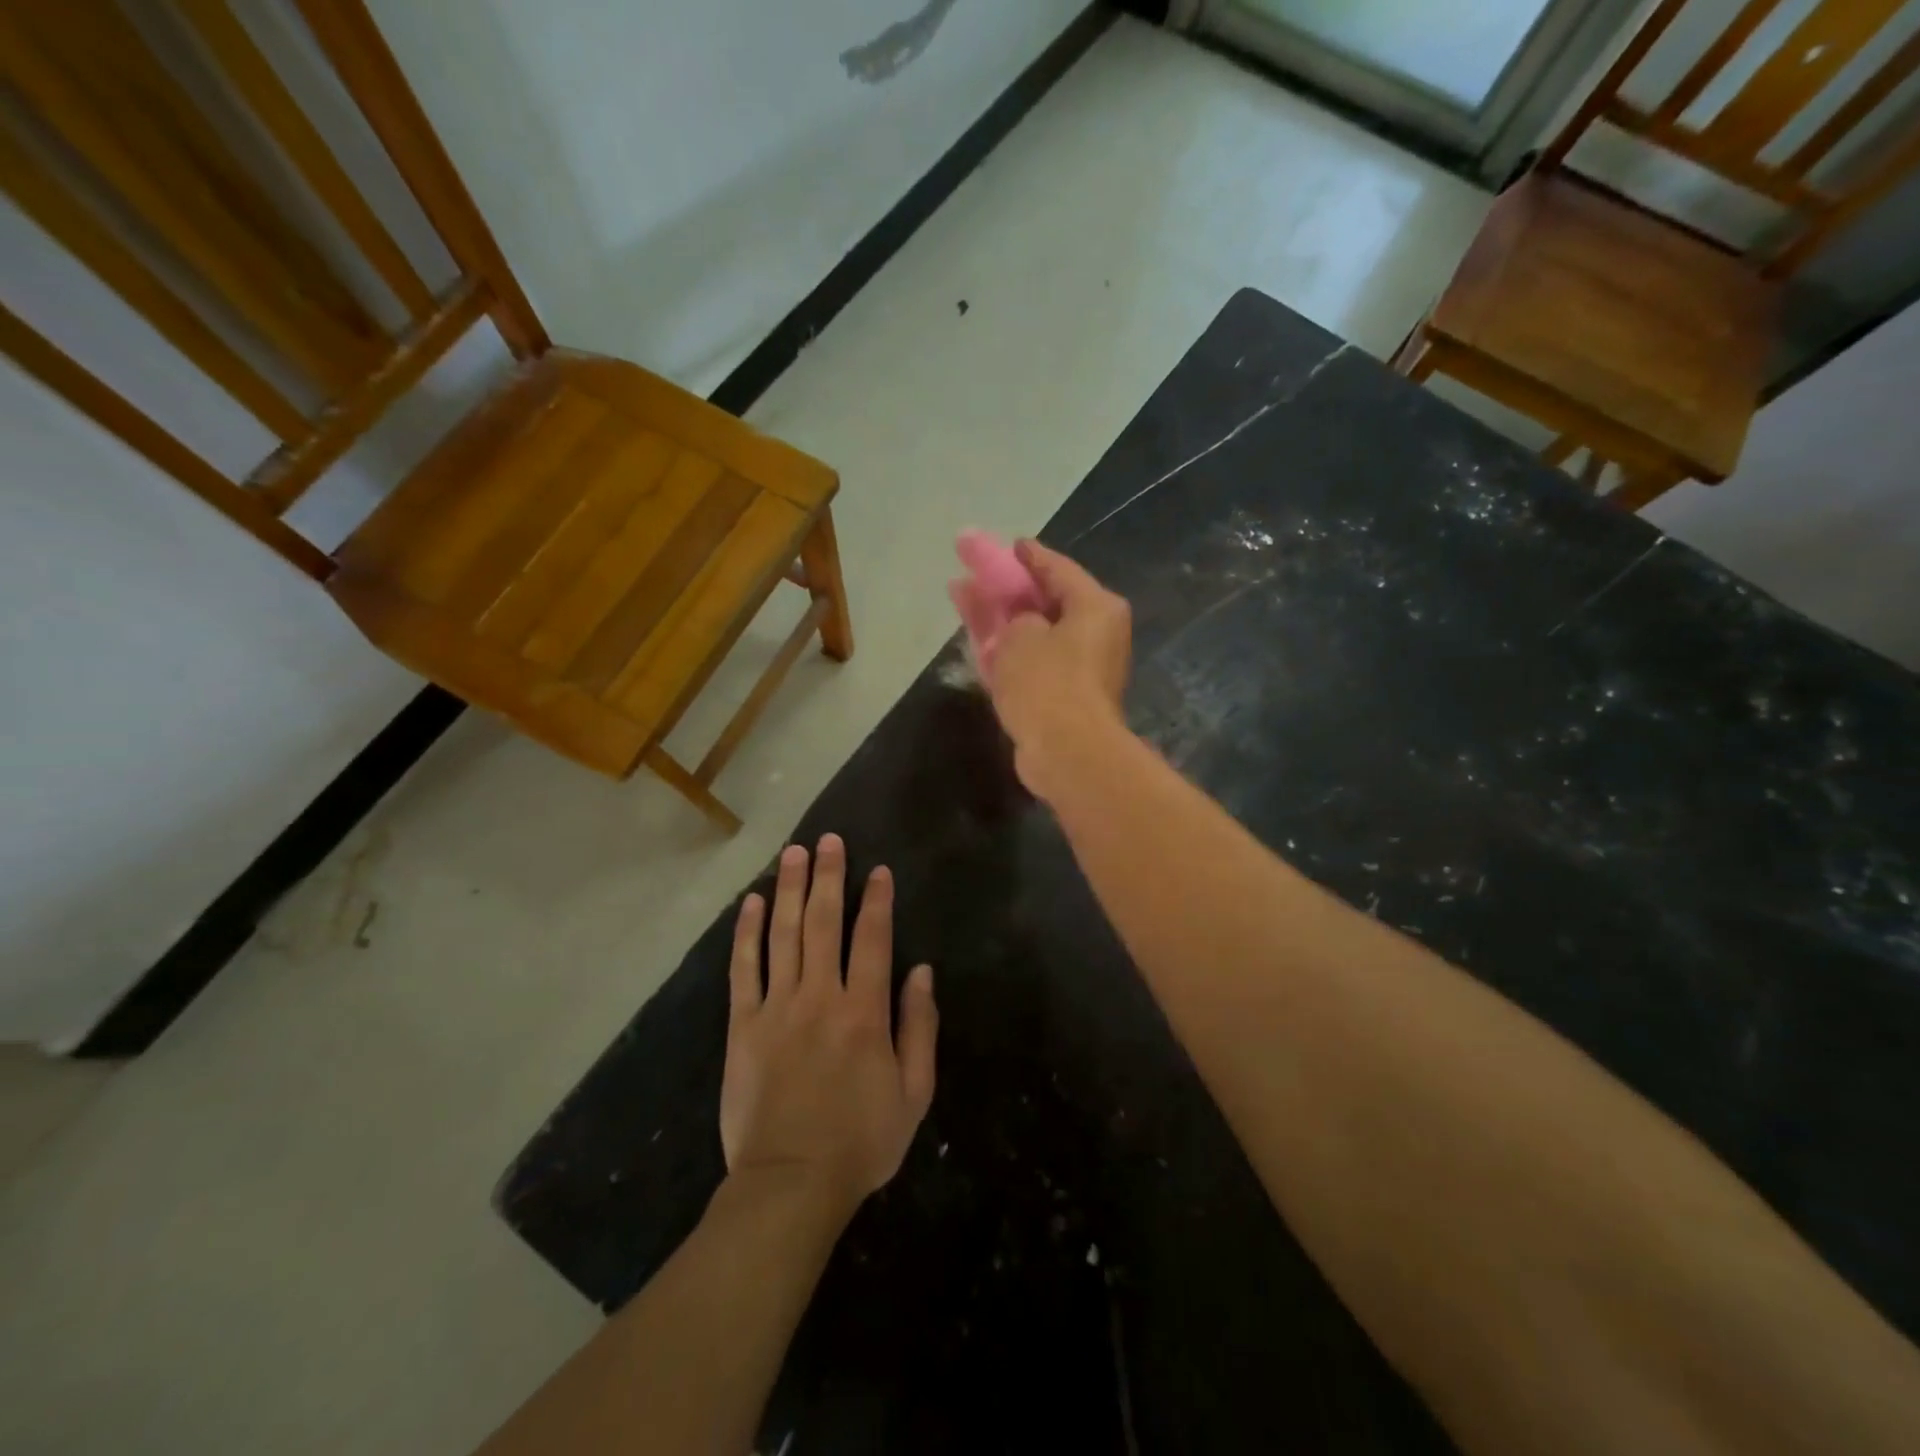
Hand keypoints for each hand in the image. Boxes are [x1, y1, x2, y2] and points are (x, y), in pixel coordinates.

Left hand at [721, 835, 937, 1223]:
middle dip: (828, 877)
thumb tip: (922, 971)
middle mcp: (820, 996)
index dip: (878, 901)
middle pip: (824, 922)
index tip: (878, 871)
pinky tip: (753, 903)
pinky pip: (744, 968)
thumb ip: (919, 1027)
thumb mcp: (914, 1093)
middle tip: (828, 841)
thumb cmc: (861, 1141)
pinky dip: (748, 932)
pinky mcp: (743, 1025)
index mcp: (864, 1011)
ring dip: (790, 889)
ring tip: (793, 853)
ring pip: (784, 934)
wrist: (790, 1184)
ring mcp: (777, 1007)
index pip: (873, 939)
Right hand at [984, 539, 1131, 798]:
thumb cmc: (1048, 682)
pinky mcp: (1062, 697)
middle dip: (1004, 586)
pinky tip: (975, 637)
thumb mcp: (1020, 635)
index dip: (1027, 556)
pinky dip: (1004, 649)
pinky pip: (1030, 662)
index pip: (1057, 569)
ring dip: (997, 616)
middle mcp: (1094, 633)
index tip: (1007, 545)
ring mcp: (1079, 668)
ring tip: (960, 594)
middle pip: (1042, 600)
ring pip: (1031, 632)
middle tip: (973, 567)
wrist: (1067, 752)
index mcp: (1095, 608)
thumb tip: (1018, 625)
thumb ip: (1012, 616)